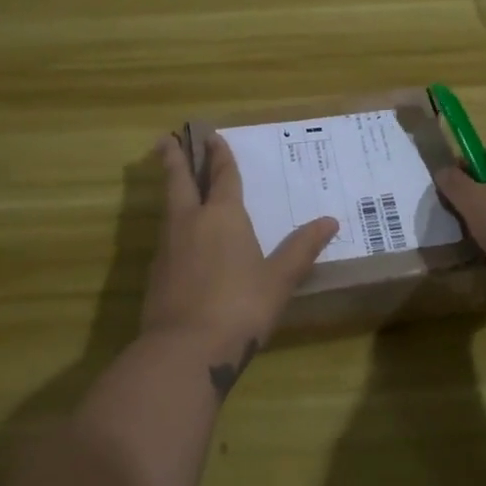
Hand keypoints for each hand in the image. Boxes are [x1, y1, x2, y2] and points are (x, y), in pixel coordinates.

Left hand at [141, 132, 338, 393]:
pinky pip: (165, 235)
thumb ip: (302, 248)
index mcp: (223, 216)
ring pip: (169, 207)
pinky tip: (179, 236)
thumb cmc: (241, 307)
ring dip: (171, 189)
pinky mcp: (156, 272)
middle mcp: (191, 222)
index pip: (222, 176)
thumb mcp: (280, 279)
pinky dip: (171, 223)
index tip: (212, 136)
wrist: (185, 349)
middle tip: (166, 139)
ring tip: (174, 182)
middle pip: (180, 181)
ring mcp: (168, 247)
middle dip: (175, 159)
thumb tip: (330, 221)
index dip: (219, 156)